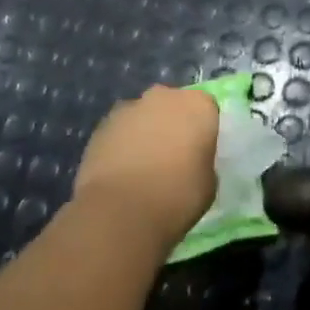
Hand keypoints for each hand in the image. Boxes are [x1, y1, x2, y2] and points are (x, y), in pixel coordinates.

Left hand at [73, 86, 218, 248]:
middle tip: (172, 157)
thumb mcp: (209, 183)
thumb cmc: (178, 196)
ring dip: (145, 132)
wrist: (121, 211)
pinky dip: (122, 145)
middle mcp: (164, 97)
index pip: (207, 109)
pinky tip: (121, 173)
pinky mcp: (101, 126)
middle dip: (172, 124)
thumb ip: (202, 162)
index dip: (203, 131)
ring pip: (143, 116)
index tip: (199, 153)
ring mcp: (129, 108)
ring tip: (142, 168)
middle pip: (172, 105)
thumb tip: (191, 162)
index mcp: (198, 106)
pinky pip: (119, 131)